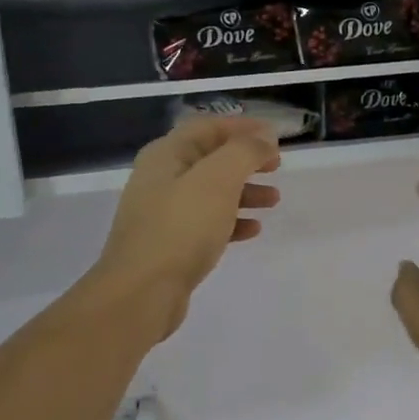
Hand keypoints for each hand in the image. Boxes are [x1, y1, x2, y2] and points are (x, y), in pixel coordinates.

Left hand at [92, 117, 281, 339]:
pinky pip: (207, 222)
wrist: (142, 292)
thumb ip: (244, 152)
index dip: (242, 127)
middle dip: (246, 160)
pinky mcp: (171, 243)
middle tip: (277, 166)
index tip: (275, 136)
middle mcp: (161, 178)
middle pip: (210, 158)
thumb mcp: (218, 180)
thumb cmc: (181, 228)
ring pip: (212, 192)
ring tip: (274, 200)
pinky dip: (232, 220)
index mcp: (167, 155)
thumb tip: (264, 137)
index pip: (207, 127)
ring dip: (245, 191)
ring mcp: (163, 213)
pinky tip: (253, 230)